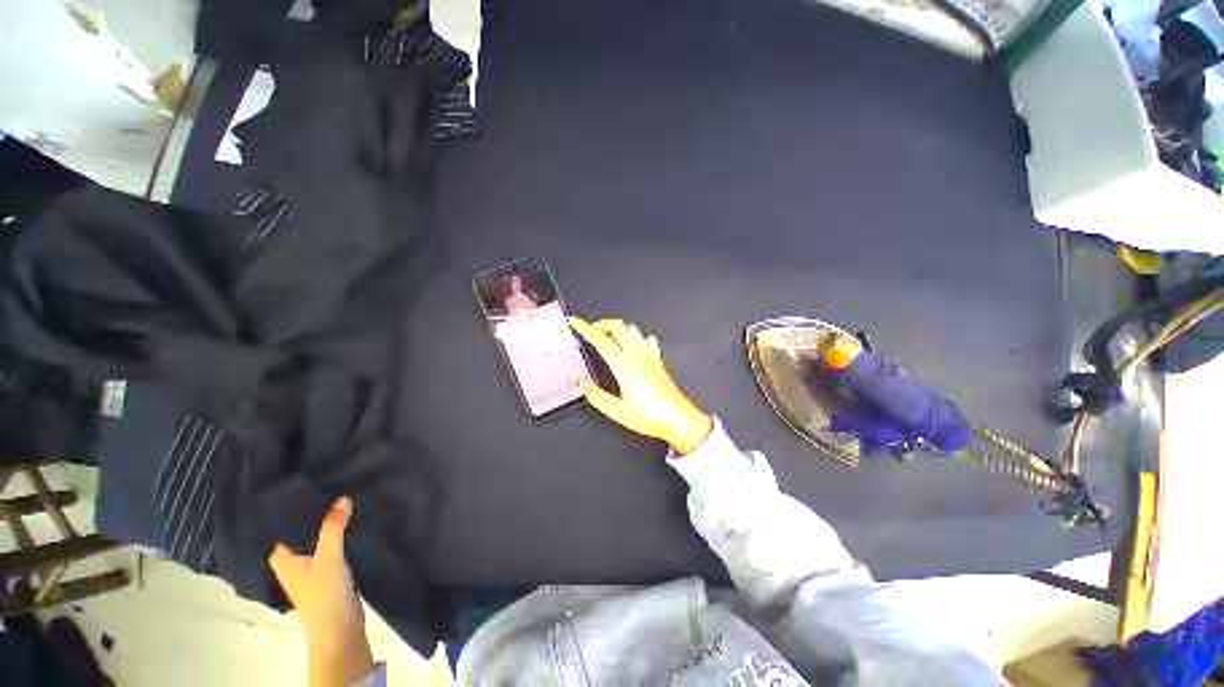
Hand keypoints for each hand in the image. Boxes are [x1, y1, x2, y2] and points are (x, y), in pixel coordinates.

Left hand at [269, 497, 374, 686]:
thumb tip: (343, 497)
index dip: (293, 506)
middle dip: (315, 512)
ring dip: (328, 523)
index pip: (281, 525)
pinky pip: (329, 545)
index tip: (307, 483)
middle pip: (301, 530)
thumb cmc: (325, 594)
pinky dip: (338, 534)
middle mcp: (291, 560)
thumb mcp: (329, 557)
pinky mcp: (326, 571)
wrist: (340, 628)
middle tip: (331, 484)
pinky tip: (351, 521)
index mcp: (280, 557)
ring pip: (317, 537)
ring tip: (343, 497)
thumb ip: (334, 527)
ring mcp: (308, 566)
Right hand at [569, 317, 712, 454]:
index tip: (574, 321)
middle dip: (601, 323)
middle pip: (617, 326)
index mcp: (623, 365)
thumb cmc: (650, 416)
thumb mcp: (617, 411)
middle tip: (590, 329)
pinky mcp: (658, 360)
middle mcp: (637, 355)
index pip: (599, 339)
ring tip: (608, 336)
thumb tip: (584, 385)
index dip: (584, 327)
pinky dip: (635, 337)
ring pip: (632, 329)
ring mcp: (649, 356)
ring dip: (618, 328)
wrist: (679, 419)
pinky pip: (646, 340)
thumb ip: (596, 396)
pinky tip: (634, 345)